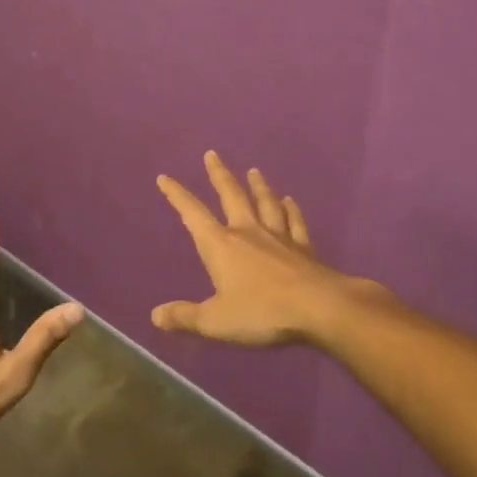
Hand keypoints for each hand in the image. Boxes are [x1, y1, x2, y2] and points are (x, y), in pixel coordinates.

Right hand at [154, 151, 381, 345]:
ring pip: (265, 203)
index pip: (193, 214)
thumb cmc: (262, 312)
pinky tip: (290, 200)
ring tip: (254, 171)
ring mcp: (279, 237)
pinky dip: (291, 210)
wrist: (320, 308)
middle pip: (232, 196)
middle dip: (219, 175)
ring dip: (258, 186)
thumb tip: (156, 315)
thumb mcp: (216, 321)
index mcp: (221, 245)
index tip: (165, 177)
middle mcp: (248, 232)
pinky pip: (294, 222)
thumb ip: (185, 317)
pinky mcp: (304, 248)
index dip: (177, 196)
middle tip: (212, 154)